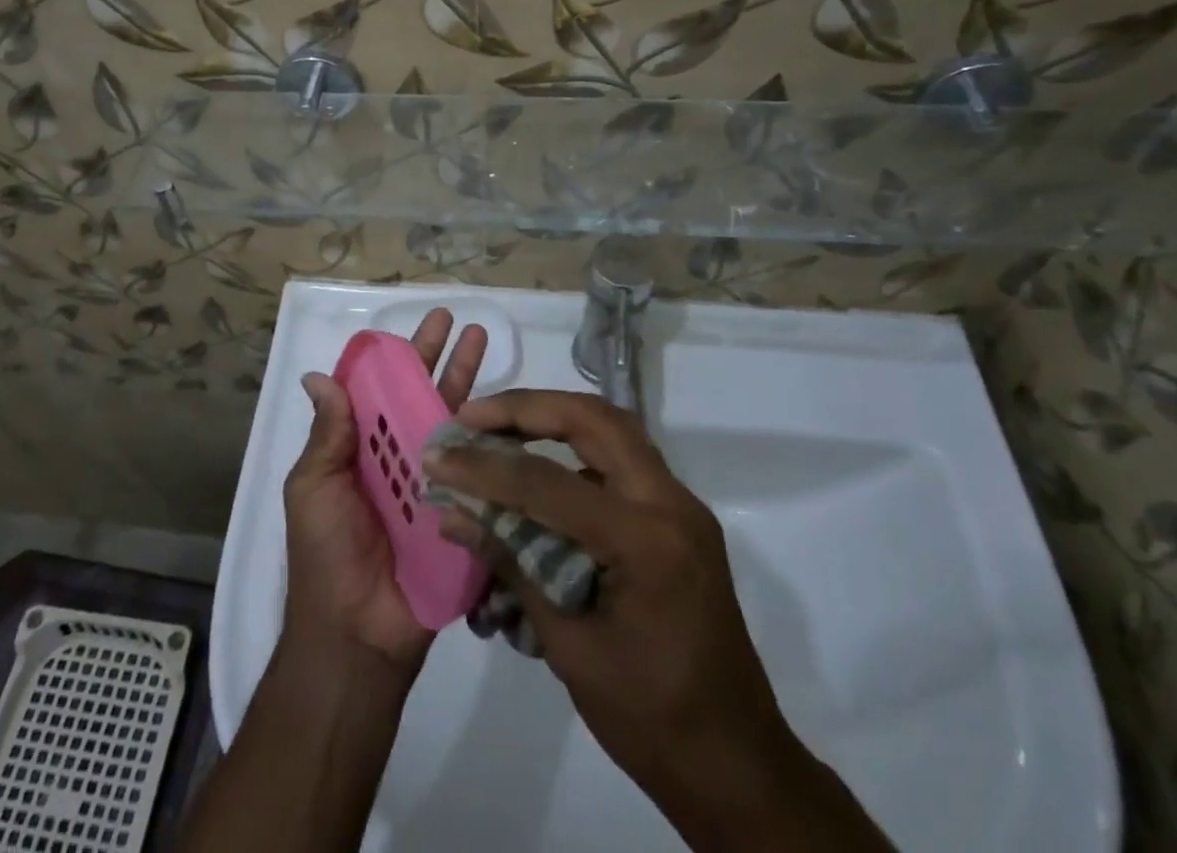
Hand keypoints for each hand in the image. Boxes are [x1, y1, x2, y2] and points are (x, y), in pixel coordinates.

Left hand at [281, 309, 488, 675]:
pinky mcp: (459, 509)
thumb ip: (326, 434)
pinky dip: (489, 437)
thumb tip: (317, 375)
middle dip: (437, 355)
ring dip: (466, 380)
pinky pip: (475, 468)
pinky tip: (507, 406)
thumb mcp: (313, 487)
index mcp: (359, 449)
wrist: (357, 634)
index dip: (394, 357)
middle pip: (419, 395)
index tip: (412, 326)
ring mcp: (431, 481)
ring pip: (450, 421)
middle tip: (457, 319)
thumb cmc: (325, 553)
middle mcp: (396, 457)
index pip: (378, 390)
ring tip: (482, 340)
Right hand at [424, 390, 891, 850]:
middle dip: (527, 408)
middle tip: (473, 416)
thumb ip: (513, 566)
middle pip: (593, 419)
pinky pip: (621, 459)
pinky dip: (576, 448)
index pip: (549, 481)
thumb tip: (454, 515)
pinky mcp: (678, 517)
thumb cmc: (652, 720)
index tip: (438, 455)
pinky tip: (540, 467)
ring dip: (553, 416)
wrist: (738, 767)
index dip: (485, 467)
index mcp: (646, 541)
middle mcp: (670, 504)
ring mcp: (680, 506)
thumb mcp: (569, 647)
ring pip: (611, 428)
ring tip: (499, 426)